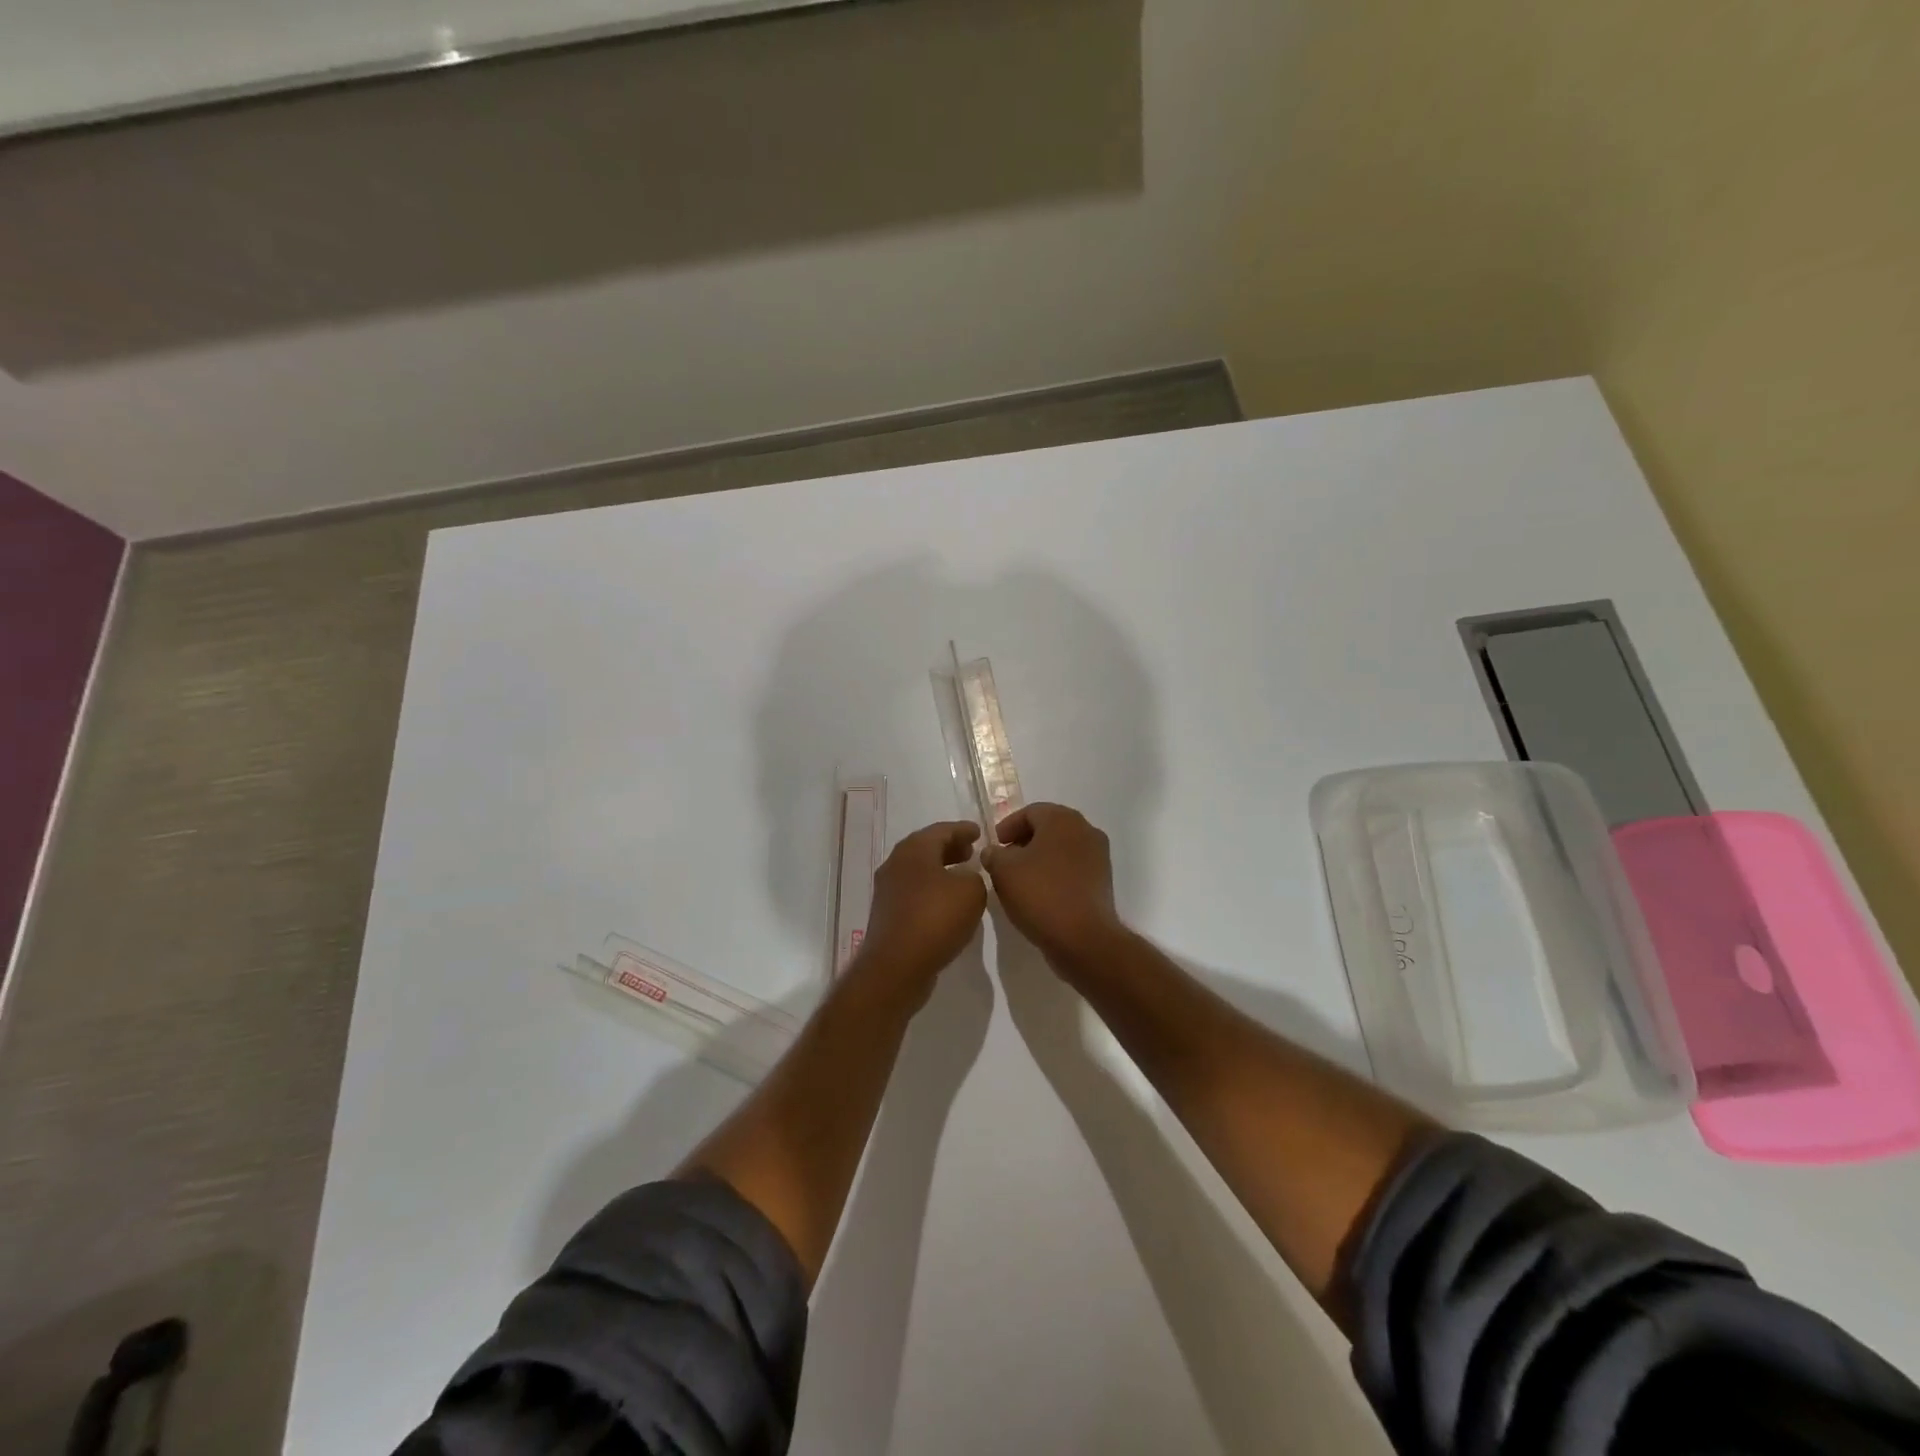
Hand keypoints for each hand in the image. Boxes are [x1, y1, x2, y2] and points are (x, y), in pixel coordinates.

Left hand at [854, 820, 987, 1001]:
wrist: (896, 966)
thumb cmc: (935, 919)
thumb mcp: (971, 891)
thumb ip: (975, 876)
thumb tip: (965, 878)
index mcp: (914, 849)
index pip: (942, 830)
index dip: (963, 830)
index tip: (979, 832)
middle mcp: (896, 863)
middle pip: (926, 848)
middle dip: (950, 848)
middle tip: (971, 852)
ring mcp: (888, 889)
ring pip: (919, 871)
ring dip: (941, 870)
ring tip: (963, 877)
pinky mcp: (887, 913)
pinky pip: (914, 891)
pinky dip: (932, 890)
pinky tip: (947, 903)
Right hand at [981, 803, 1126, 976]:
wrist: (1083, 938)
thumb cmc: (1041, 894)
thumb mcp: (1003, 871)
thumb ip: (994, 855)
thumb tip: (994, 852)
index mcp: (1062, 819)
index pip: (1030, 812)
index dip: (1007, 827)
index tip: (994, 846)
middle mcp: (1085, 830)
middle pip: (1048, 828)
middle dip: (1024, 842)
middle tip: (1004, 861)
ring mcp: (1099, 856)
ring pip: (1062, 849)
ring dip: (1040, 859)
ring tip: (1020, 880)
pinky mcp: (1102, 881)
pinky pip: (1073, 868)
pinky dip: (1055, 874)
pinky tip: (1040, 894)